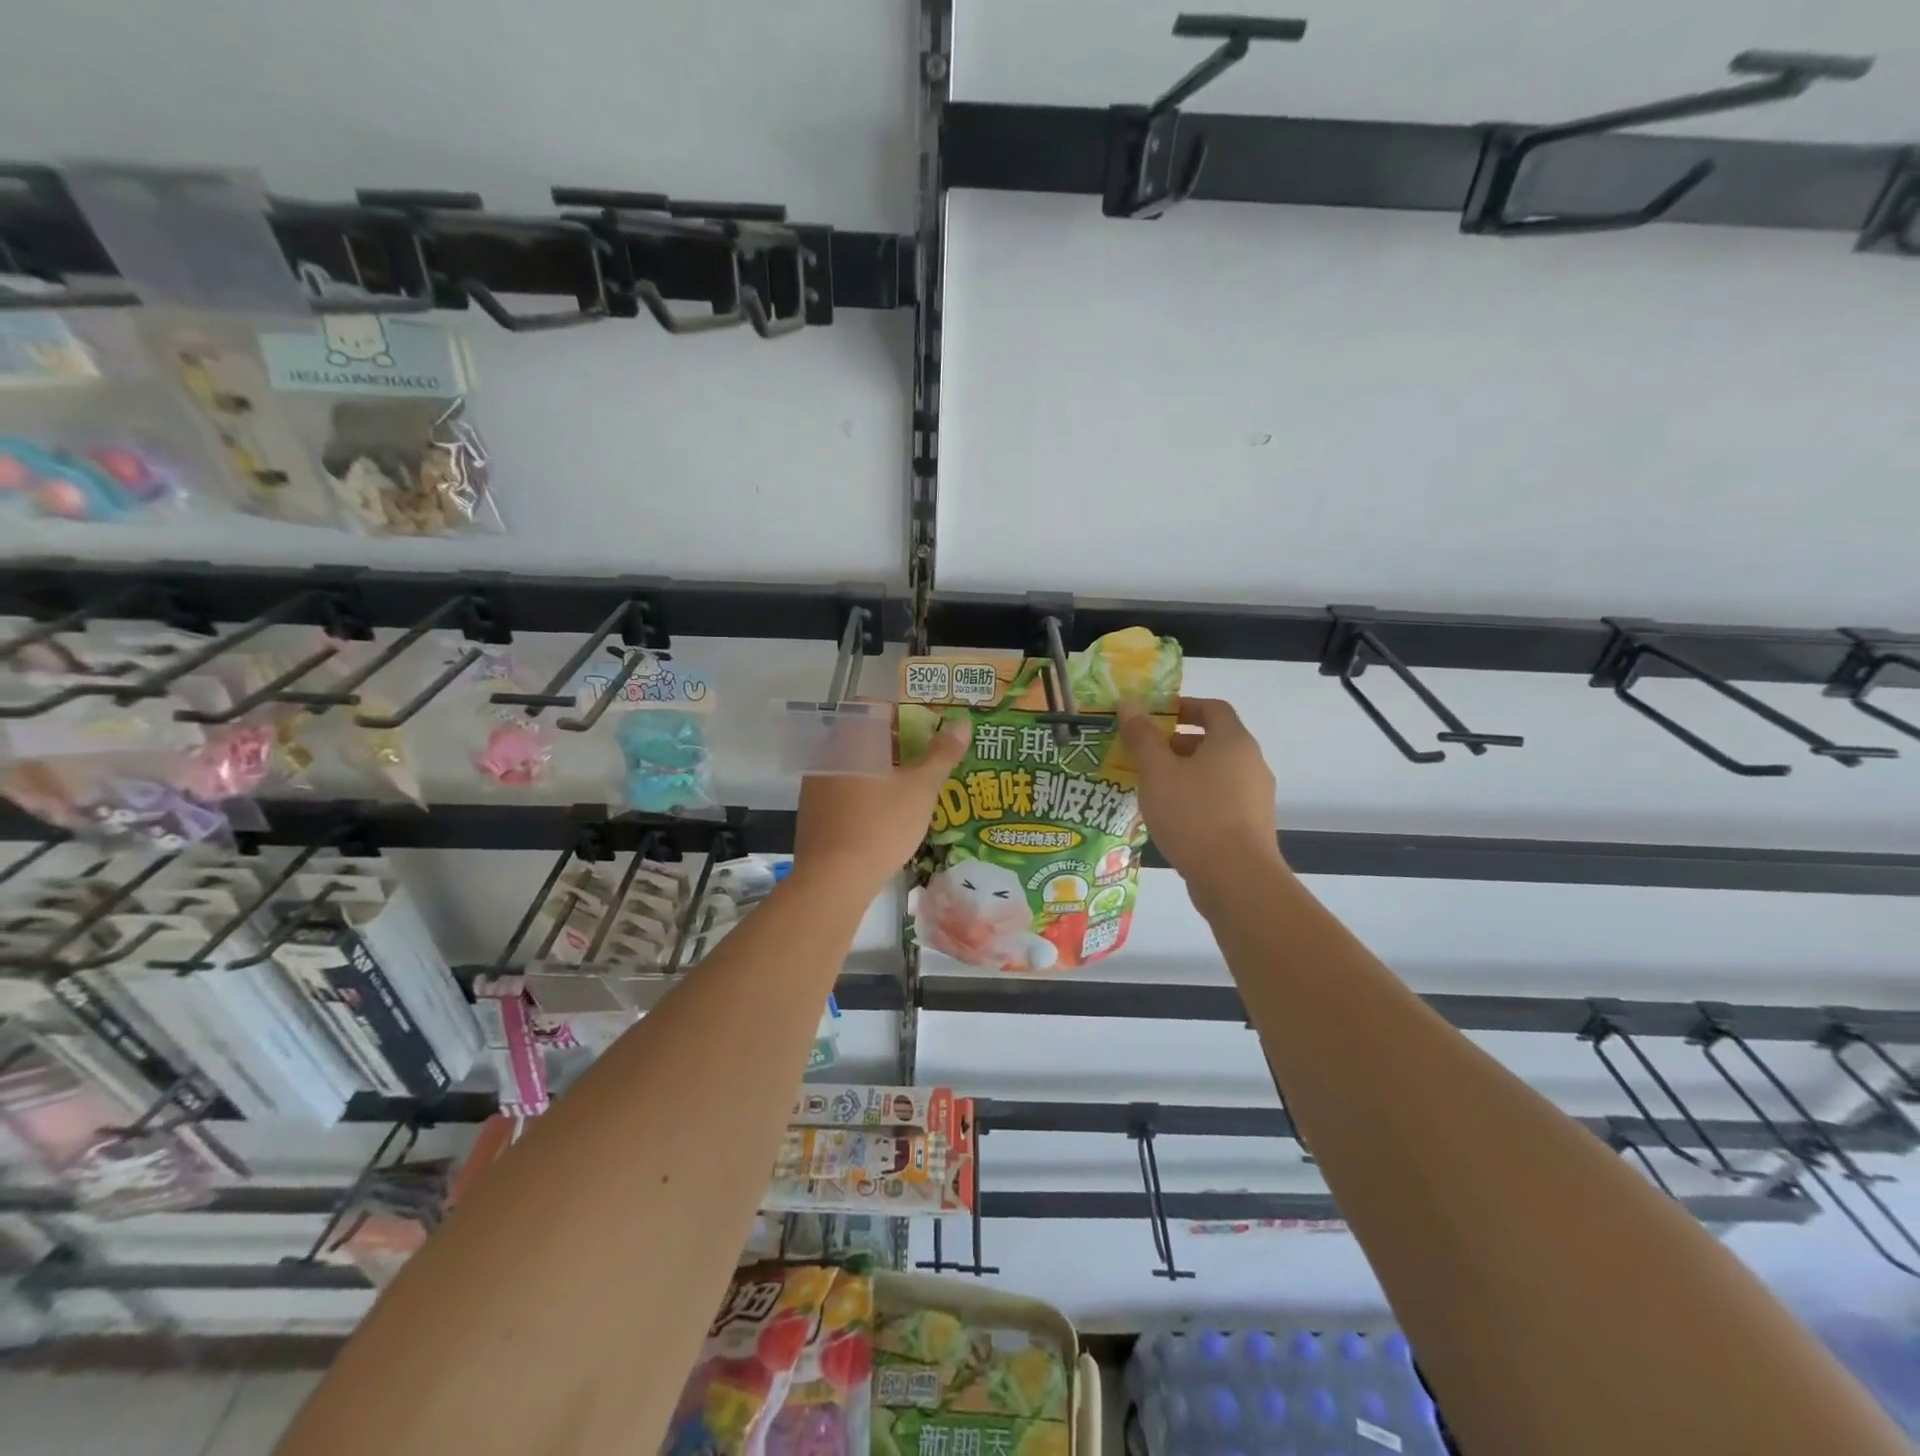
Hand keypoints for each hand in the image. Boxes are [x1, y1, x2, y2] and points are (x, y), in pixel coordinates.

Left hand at [792, 716, 970, 893]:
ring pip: (854, 765)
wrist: (834, 879)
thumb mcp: (921, 788)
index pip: (875, 708)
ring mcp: (816, 783)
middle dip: (896, 747)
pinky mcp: (812, 812)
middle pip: (864, 737)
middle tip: (925, 765)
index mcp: (852, 739)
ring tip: (910, 793)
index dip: (903, 716)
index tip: (927, 735)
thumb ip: (942, 753)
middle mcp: (828, 754)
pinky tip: (883, 817)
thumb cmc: (882, 824)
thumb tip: (962, 722)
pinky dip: (864, 794)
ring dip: (881, 771)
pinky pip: (843, 790)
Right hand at [1118, 698, 1283, 884]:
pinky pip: (1221, 799)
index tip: (1155, 716)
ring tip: (1153, 788)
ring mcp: (1256, 797)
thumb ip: (1142, 737)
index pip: (1213, 708)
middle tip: (1145, 755)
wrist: (1236, 878)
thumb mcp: (1157, 772)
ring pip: (1217, 773)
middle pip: (1214, 741)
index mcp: (1233, 742)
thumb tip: (1129, 704)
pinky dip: (1197, 797)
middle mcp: (1251, 763)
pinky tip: (1172, 817)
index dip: (1184, 706)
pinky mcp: (1253, 826)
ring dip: (1186, 773)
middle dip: (1178, 744)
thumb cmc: (1194, 815)